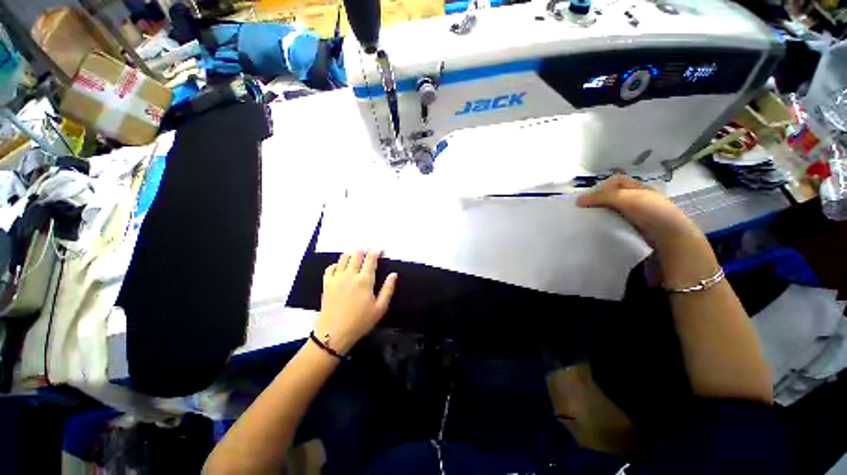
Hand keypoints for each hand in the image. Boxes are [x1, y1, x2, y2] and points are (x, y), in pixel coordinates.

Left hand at [316, 251, 397, 354]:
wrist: (333, 333)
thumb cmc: (360, 322)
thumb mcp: (380, 308)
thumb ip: (388, 289)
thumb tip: (393, 274)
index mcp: (364, 280)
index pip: (370, 259)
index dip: (376, 252)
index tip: (379, 250)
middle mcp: (350, 275)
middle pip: (356, 255)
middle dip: (364, 251)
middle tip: (368, 254)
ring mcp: (336, 278)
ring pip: (343, 258)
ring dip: (351, 255)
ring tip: (356, 258)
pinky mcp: (326, 283)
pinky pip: (330, 267)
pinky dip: (337, 264)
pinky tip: (341, 268)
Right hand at [576, 174, 704, 252]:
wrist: (670, 238)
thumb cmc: (651, 212)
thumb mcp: (625, 198)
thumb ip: (601, 197)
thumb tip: (577, 201)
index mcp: (638, 187)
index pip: (615, 181)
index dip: (601, 186)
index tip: (590, 197)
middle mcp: (638, 198)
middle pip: (613, 195)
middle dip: (600, 200)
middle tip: (587, 209)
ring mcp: (637, 213)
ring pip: (614, 209)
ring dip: (603, 212)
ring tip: (592, 219)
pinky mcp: (635, 227)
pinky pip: (617, 221)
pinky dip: (608, 222)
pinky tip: (603, 227)